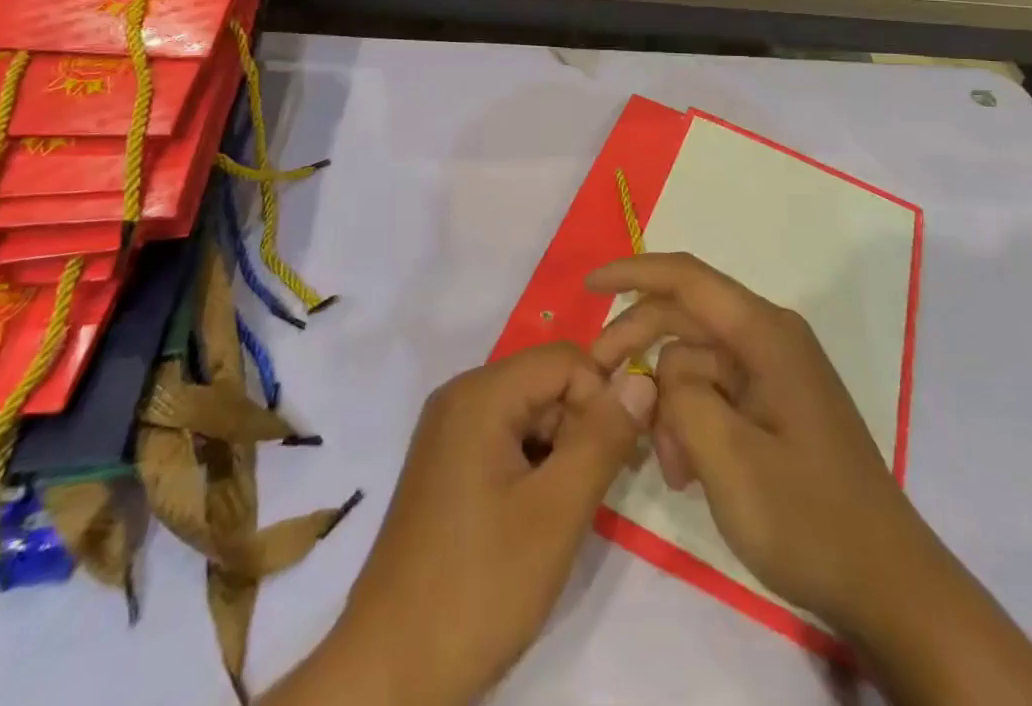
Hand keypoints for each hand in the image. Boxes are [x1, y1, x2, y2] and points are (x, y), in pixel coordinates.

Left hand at [267, 342, 656, 705]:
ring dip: (561, 453)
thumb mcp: (556, 513)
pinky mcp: (447, 465)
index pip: (566, 360)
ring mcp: (450, 431)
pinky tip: (535, 521)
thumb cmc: (478, 587)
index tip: (615, 461)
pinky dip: (534, 468)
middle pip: (547, 383)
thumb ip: (603, 439)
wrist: (389, 672)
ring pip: (531, 414)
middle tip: (593, 495)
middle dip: (582, 428)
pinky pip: (507, 440)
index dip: (601, 400)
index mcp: (481, 393)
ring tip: (564, 516)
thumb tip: (642, 378)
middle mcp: (461, 396)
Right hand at [587, 252, 923, 635]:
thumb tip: (664, 371)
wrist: (889, 587)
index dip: (633, 272)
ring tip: (668, 466)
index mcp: (765, 333)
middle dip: (638, 346)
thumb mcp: (728, 459)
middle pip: (684, 319)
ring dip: (669, 402)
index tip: (588, 286)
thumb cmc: (809, 520)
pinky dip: (692, 419)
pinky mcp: (776, 403)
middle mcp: (770, 338)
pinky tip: (689, 469)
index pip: (687, 279)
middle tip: (597, 386)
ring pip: (695, 361)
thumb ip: (682, 395)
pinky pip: (716, 390)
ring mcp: (776, 371)